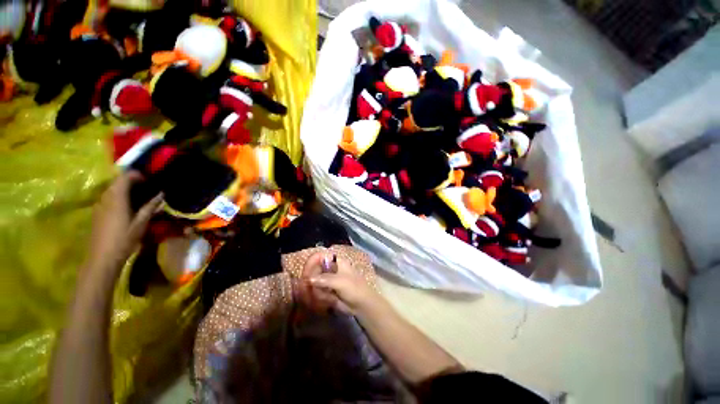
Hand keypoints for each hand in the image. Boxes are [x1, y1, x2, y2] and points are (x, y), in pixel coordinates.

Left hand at [85, 171, 162, 279]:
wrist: (102, 257)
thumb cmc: (124, 239)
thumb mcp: (141, 223)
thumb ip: (150, 206)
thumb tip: (161, 194)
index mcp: (117, 198)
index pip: (124, 177)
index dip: (136, 175)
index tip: (149, 179)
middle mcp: (106, 198)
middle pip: (117, 182)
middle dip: (131, 181)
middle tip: (147, 187)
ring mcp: (99, 205)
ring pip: (112, 190)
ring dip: (125, 189)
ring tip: (139, 197)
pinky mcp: (98, 213)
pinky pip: (108, 198)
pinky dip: (119, 197)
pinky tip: (128, 207)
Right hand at [305, 251, 384, 316]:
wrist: (362, 305)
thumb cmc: (354, 289)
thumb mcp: (340, 282)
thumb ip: (325, 279)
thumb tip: (309, 279)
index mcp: (336, 261)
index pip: (319, 256)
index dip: (311, 262)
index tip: (305, 274)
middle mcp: (330, 268)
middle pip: (314, 269)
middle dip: (311, 280)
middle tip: (309, 290)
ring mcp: (328, 279)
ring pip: (314, 282)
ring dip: (317, 291)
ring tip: (327, 297)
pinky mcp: (327, 290)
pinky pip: (317, 291)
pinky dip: (320, 296)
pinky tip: (328, 300)